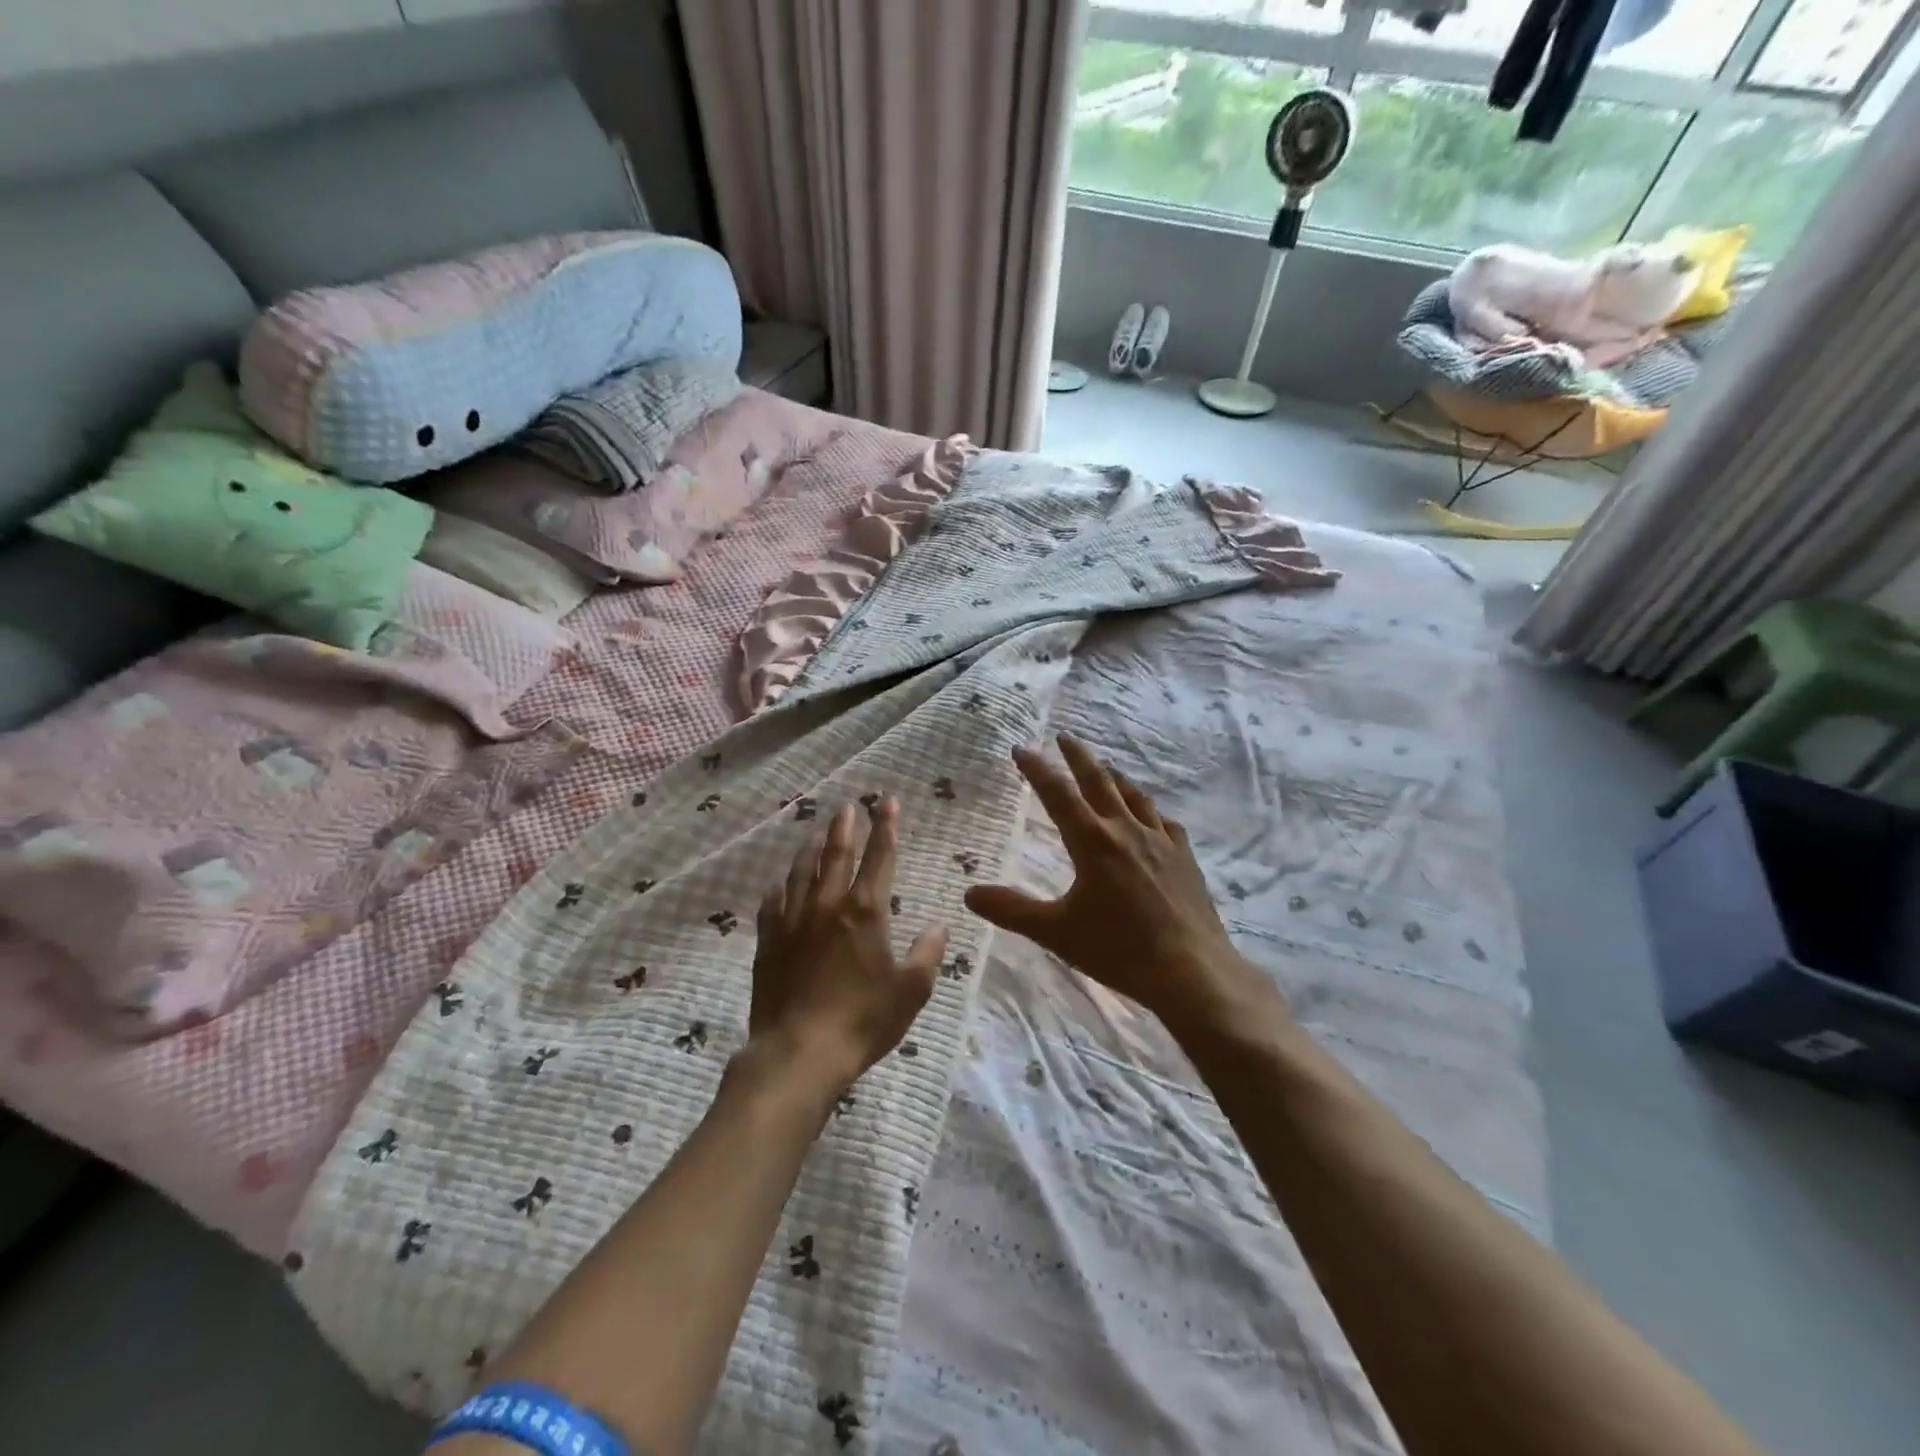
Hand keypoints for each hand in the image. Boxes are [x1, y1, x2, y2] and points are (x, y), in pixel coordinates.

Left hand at [749, 800, 948, 1095]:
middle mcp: (828, 906)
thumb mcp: (911, 991)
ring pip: (801, 872)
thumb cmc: (863, 1021)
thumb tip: (937, 926)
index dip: (886, 828)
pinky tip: (779, 883)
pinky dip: (779, 887)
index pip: (880, 858)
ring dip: (812, 848)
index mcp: (865, 912)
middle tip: (848, 807)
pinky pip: (772, 904)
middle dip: (846, 828)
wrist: (798, 1053)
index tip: (888, 802)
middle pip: (837, 855)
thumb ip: (927, 954)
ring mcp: (793, 922)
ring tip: (817, 832)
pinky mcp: (769, 943)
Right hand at [964, 735, 1279, 1039]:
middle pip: (1099, 781)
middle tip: (1065, 737)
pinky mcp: (1185, 858)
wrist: (1191, 970)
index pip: (1058, 794)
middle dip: (1079, 757)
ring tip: (1105, 768)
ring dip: (1114, 778)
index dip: (1037, 769)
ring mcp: (1161, 841)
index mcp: (1092, 841)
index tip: (1022, 748)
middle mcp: (1126, 830)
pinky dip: (1150, 811)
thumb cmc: (1118, 949)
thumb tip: (970, 893)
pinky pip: (1165, 822)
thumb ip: (1011, 910)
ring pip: (1135, 796)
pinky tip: (1151, 818)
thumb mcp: (1056, 932)